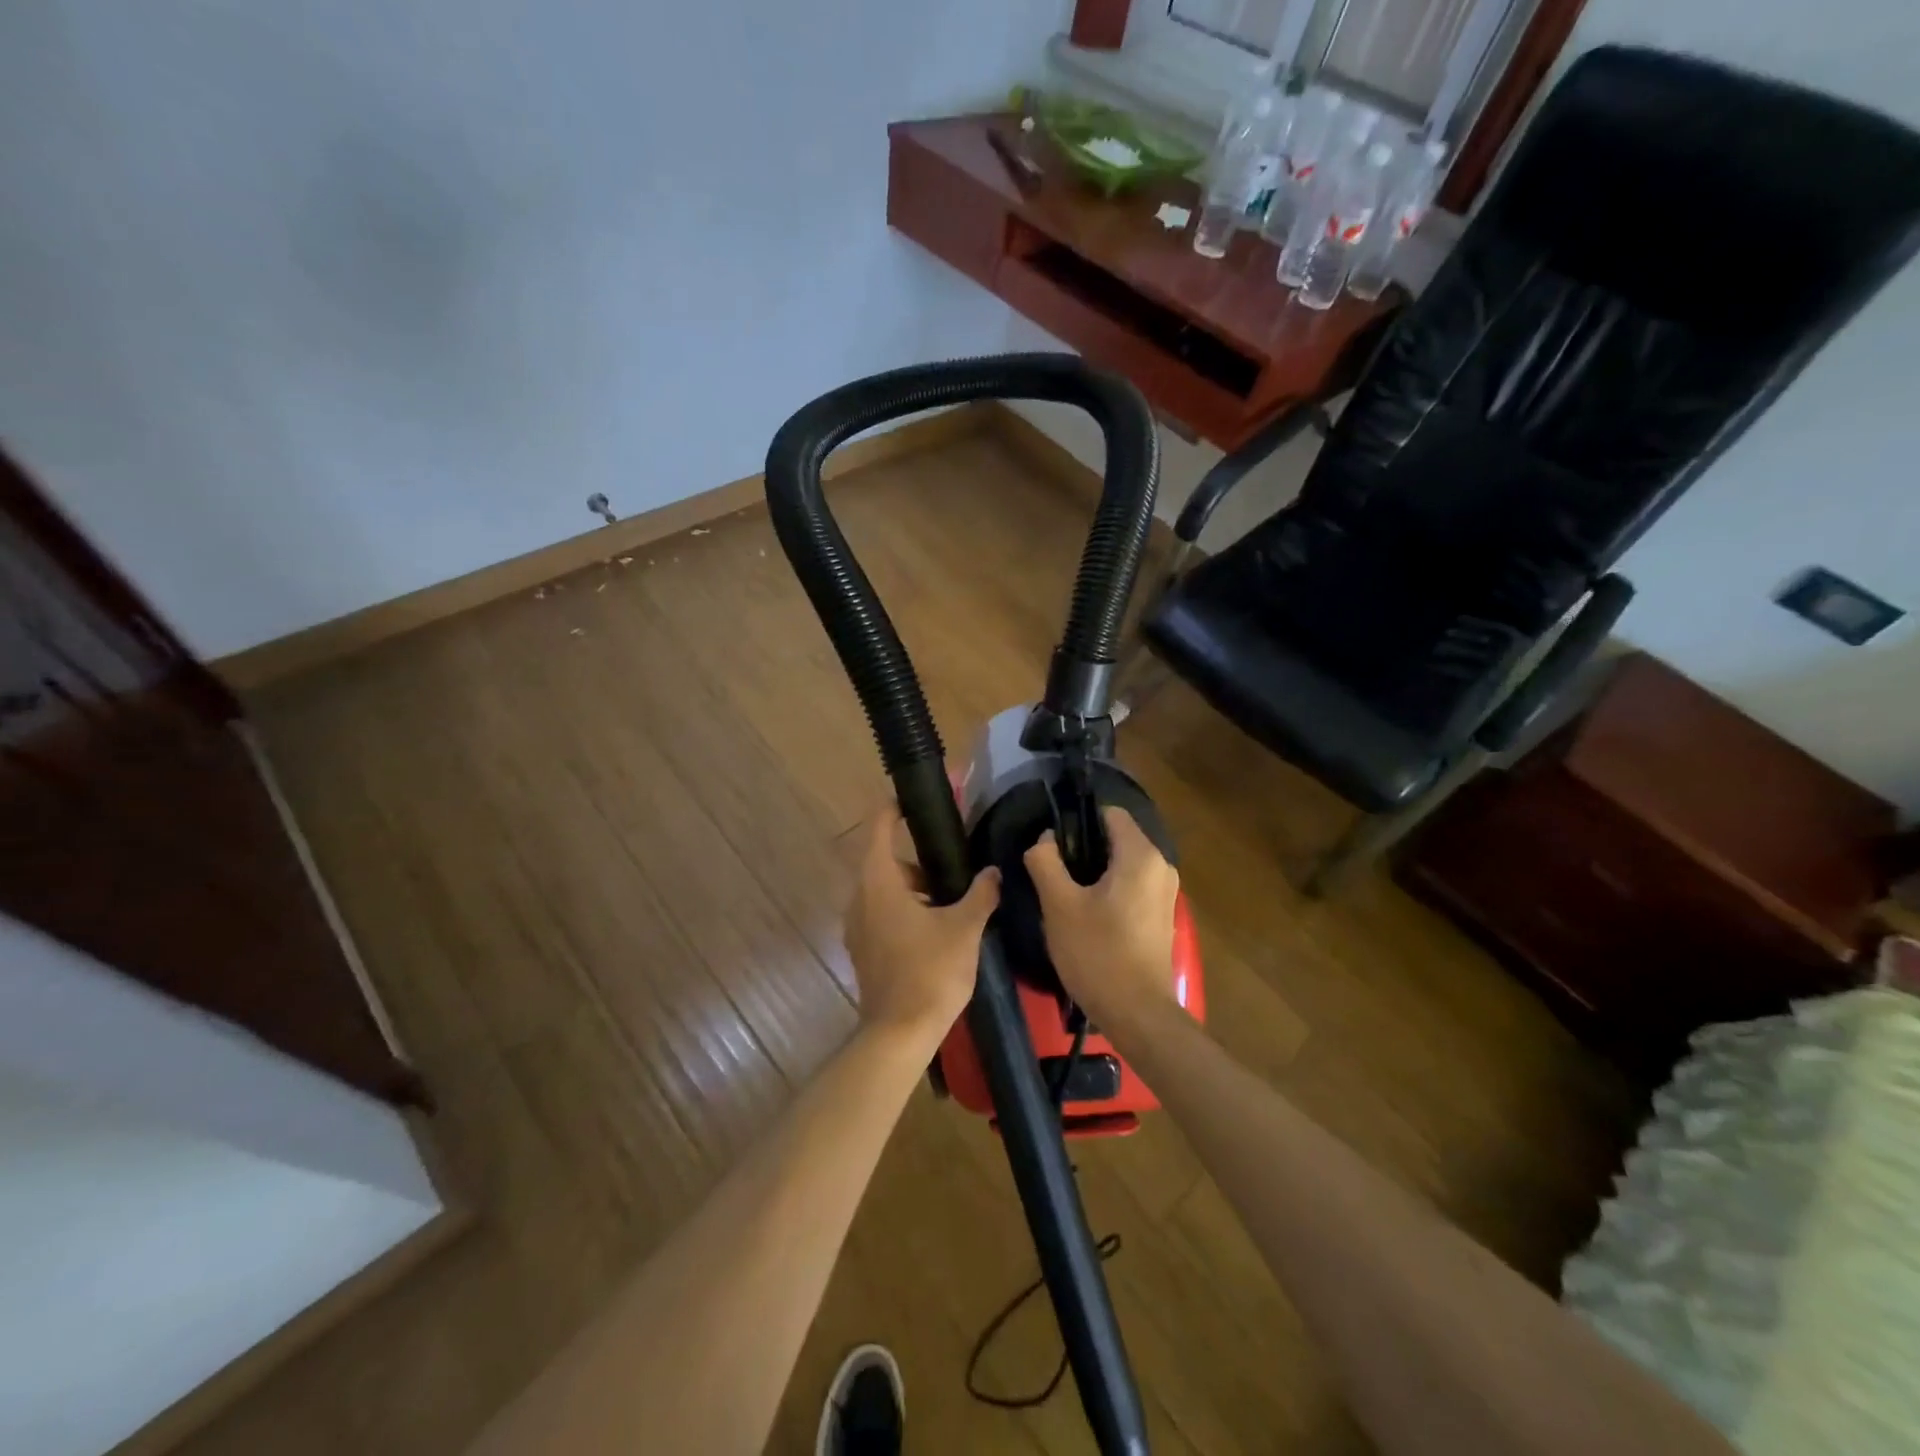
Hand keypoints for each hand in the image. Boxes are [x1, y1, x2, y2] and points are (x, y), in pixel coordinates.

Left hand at [844, 803, 999, 1043]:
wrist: (899, 1033)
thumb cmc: (931, 971)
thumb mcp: (964, 927)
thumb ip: (981, 894)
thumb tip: (993, 872)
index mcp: (879, 882)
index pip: (879, 828)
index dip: (894, 808)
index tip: (913, 800)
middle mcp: (860, 898)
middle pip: (886, 862)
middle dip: (919, 862)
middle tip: (954, 869)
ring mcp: (857, 927)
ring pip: (885, 892)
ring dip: (914, 890)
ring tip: (952, 904)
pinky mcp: (862, 950)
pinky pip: (882, 915)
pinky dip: (905, 912)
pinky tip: (936, 932)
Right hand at [1024, 807, 1180, 1033]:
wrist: (1137, 1014)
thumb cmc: (1097, 954)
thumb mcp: (1059, 905)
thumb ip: (1046, 861)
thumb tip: (1045, 838)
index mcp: (1141, 856)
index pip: (1110, 813)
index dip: (1078, 821)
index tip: (1052, 844)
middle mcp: (1161, 866)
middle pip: (1117, 838)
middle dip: (1084, 848)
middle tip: (1053, 871)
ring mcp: (1166, 892)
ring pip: (1124, 863)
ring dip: (1095, 871)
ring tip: (1065, 893)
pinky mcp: (1162, 915)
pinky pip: (1132, 885)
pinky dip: (1110, 889)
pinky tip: (1088, 913)